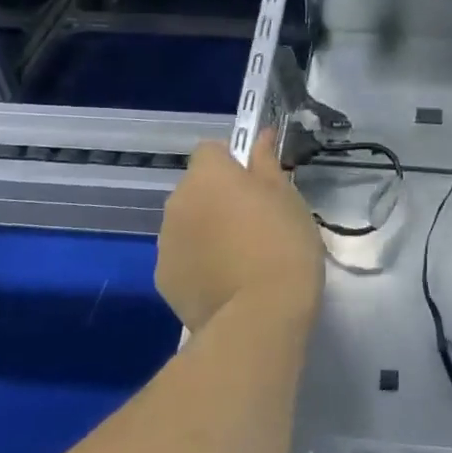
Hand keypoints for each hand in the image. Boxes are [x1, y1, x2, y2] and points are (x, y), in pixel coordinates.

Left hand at [155, 129, 324, 332]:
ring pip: (187, 223)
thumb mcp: (287, 198)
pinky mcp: (163, 279)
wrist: (260, 316)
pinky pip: (182, 258)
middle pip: (196, 188)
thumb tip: (262, 136)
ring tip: (241, 258)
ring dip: (207, 230)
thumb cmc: (283, 245)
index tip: (257, 183)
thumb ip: (267, 163)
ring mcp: (165, 242)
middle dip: (218, 197)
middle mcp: (177, 202)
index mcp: (208, 175)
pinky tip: (226, 283)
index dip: (233, 162)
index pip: (211, 150)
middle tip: (254, 221)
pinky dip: (199, 263)